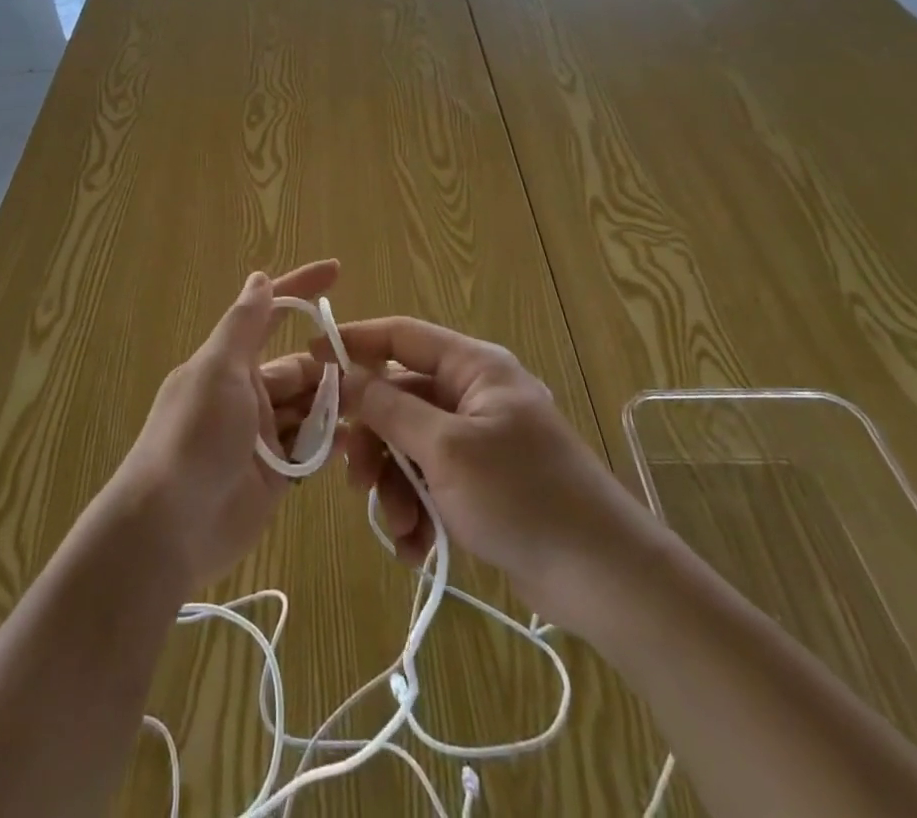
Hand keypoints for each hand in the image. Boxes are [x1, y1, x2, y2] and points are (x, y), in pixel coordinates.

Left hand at [111, 261, 339, 593]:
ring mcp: (262, 436)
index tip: (336, 270)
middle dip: (331, 366)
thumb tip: (259, 277)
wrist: (168, 528)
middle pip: (300, 368)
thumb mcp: (217, 370)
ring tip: (371, 405)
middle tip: (373, 370)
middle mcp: (247, 394)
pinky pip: (310, 450)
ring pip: (310, 408)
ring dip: (335, 405)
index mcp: (229, 363)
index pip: (271, 314)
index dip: (301, 290)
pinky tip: (353, 441)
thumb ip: (243, 325)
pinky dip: (330, 443)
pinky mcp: (275, 476)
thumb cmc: (193, 436)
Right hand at [322, 316, 652, 633]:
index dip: (353, 343)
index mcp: (472, 367)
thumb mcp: (446, 449)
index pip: (400, 336)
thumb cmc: (523, 495)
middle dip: (374, 442)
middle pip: (399, 399)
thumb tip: (343, 375)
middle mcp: (472, 395)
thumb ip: (389, 409)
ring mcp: (477, 440)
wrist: (605, 579)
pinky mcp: (481, 483)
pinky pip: (430, 480)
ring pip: (409, 446)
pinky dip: (417, 509)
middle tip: (354, 478)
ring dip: (394, 486)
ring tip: (399, 528)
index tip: (310, 362)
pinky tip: (417, 546)